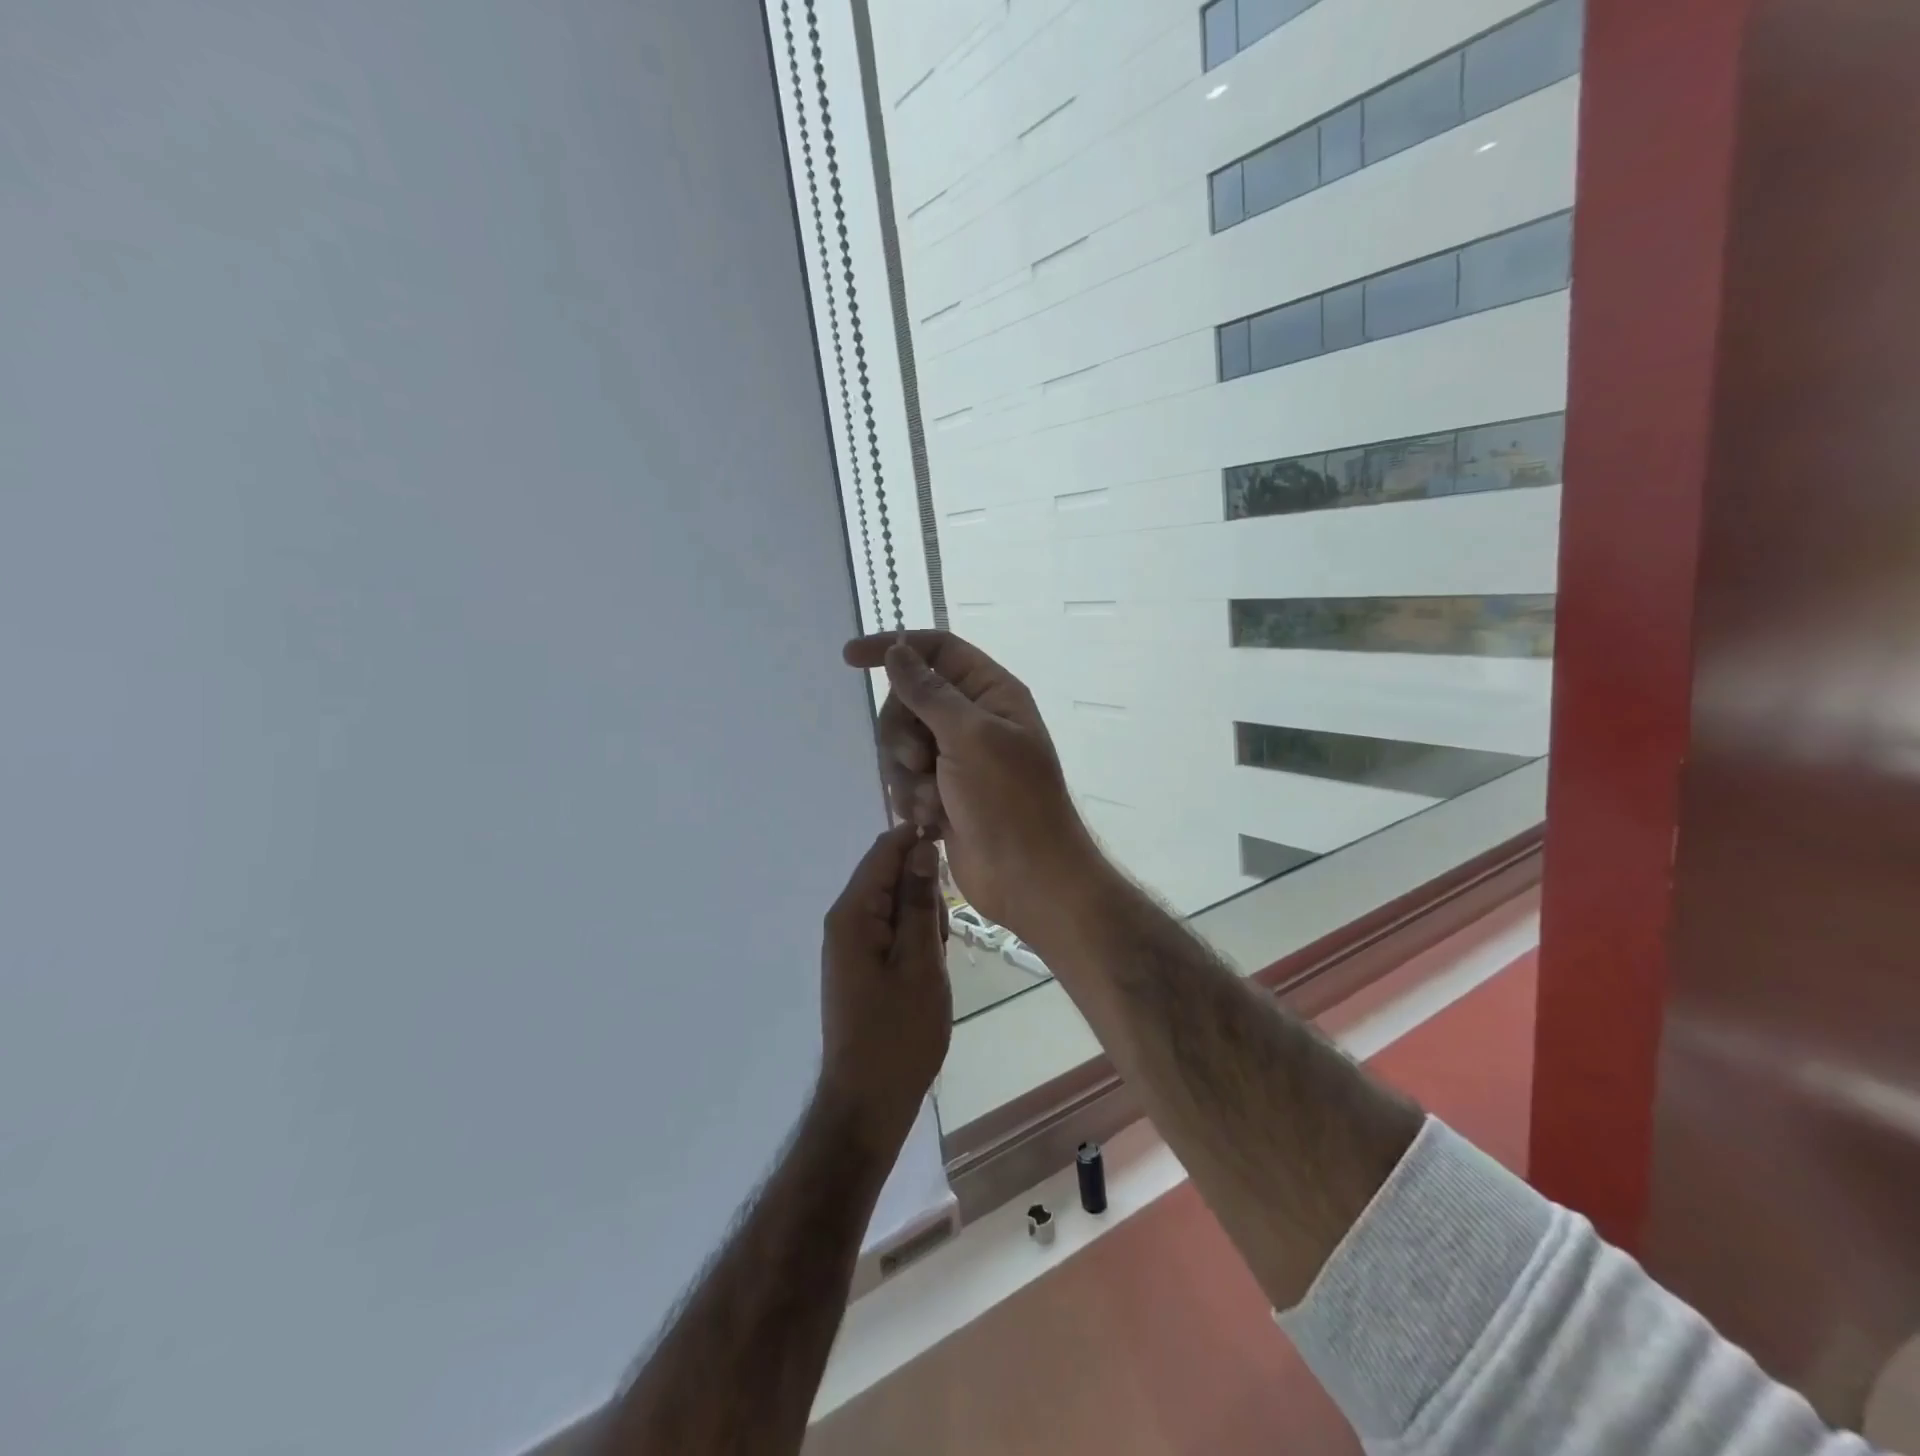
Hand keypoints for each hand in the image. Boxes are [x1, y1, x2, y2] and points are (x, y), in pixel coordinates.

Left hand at [818, 822, 951, 1153]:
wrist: (868, 1102)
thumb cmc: (899, 1033)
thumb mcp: (920, 963)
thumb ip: (918, 901)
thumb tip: (921, 847)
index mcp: (853, 914)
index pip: (884, 851)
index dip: (918, 839)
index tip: (956, 849)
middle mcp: (844, 921)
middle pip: (888, 874)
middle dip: (923, 890)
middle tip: (944, 935)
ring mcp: (849, 944)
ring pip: (893, 904)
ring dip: (921, 918)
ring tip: (937, 959)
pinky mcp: (858, 964)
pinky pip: (889, 930)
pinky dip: (913, 939)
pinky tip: (928, 970)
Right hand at [842, 631, 1098, 939]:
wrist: (1027, 877)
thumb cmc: (1008, 800)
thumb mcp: (970, 737)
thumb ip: (928, 692)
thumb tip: (898, 651)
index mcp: (991, 693)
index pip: (937, 650)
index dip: (895, 648)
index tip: (851, 658)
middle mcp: (972, 720)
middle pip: (909, 700)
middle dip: (902, 732)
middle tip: (920, 760)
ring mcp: (956, 759)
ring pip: (900, 744)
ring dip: (907, 774)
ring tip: (930, 801)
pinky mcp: (941, 793)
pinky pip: (904, 779)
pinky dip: (911, 798)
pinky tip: (930, 820)